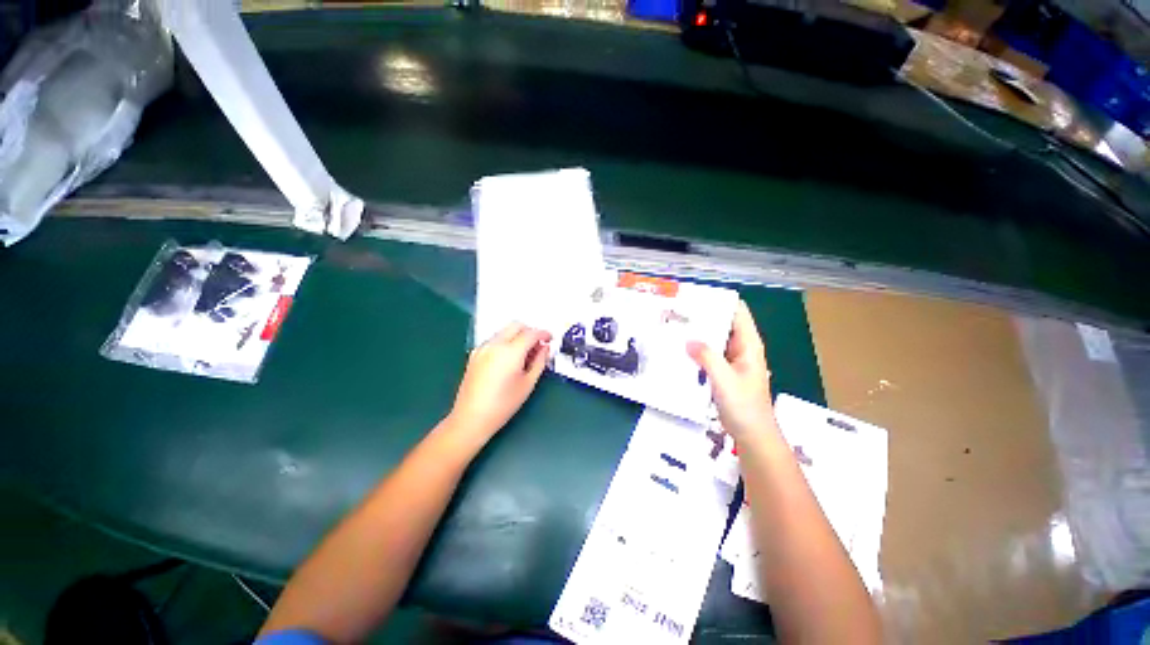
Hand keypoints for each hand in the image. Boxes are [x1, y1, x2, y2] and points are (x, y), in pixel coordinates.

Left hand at [447, 322, 551, 443]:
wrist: (471, 418)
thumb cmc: (503, 404)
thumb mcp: (528, 384)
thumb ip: (540, 362)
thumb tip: (545, 348)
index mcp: (510, 351)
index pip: (531, 333)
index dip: (544, 334)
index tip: (551, 339)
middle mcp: (495, 344)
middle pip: (516, 325)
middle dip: (530, 331)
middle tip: (539, 345)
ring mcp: (482, 348)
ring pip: (504, 331)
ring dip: (517, 336)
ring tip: (525, 354)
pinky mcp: (475, 354)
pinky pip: (495, 340)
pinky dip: (506, 342)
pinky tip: (509, 359)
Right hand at [687, 300, 776, 443]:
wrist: (751, 434)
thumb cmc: (744, 406)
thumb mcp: (724, 379)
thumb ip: (707, 357)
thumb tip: (688, 340)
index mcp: (748, 345)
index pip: (737, 312)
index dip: (720, 301)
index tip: (697, 295)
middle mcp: (740, 348)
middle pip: (723, 323)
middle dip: (703, 316)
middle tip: (678, 310)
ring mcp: (731, 360)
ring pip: (714, 339)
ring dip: (698, 333)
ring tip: (675, 325)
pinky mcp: (722, 372)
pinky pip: (708, 354)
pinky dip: (696, 349)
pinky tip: (680, 348)